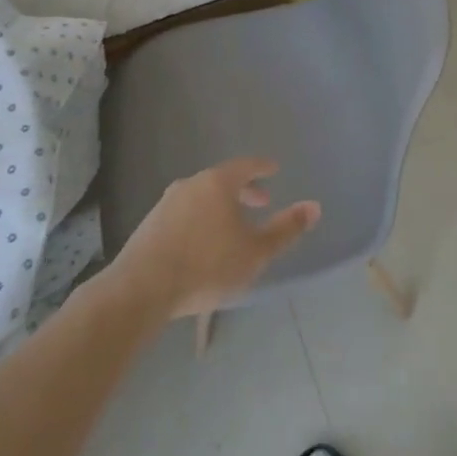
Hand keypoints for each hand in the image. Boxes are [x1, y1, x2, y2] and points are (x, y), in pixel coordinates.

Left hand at [112, 158, 320, 318]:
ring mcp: (165, 204)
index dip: (262, 167)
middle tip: (261, 202)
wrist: (141, 289)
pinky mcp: (149, 226)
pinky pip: (184, 213)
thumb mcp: (256, 252)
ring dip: (220, 206)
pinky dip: (200, 219)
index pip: (245, 166)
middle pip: (222, 180)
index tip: (274, 169)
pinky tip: (203, 242)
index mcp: (217, 183)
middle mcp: (190, 185)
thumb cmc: (207, 266)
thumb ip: (286, 229)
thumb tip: (315, 206)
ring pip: (201, 197)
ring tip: (232, 227)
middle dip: (243, 190)